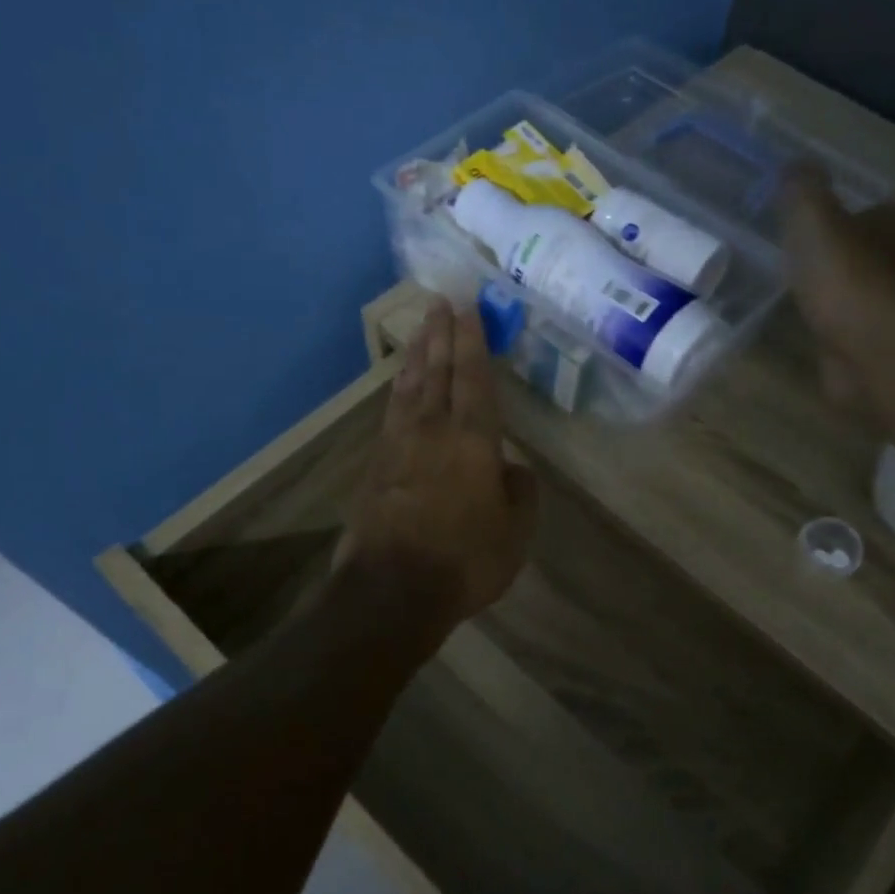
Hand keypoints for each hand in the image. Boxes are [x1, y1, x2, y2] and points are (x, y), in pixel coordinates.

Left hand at [339, 297, 538, 637]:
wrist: (391, 591)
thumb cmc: (464, 560)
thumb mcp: (515, 533)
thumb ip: (519, 493)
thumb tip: (511, 468)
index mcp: (472, 441)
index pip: (474, 378)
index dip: (472, 341)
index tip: (468, 308)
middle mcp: (432, 431)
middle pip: (436, 372)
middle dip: (440, 335)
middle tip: (440, 302)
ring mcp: (398, 446)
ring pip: (408, 388)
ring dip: (415, 355)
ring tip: (420, 330)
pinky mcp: (375, 467)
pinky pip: (391, 414)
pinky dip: (398, 391)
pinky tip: (400, 386)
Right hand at [783, 163, 894, 427]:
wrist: (868, 349)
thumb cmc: (845, 276)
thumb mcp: (814, 220)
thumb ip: (804, 191)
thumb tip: (795, 164)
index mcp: (890, 228)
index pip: (882, 211)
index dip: (859, 211)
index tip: (831, 216)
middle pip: (874, 250)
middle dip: (848, 251)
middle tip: (810, 252)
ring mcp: (885, 309)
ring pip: (862, 290)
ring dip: (840, 289)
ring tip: (803, 289)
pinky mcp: (869, 345)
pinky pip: (848, 327)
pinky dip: (833, 324)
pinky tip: (809, 324)